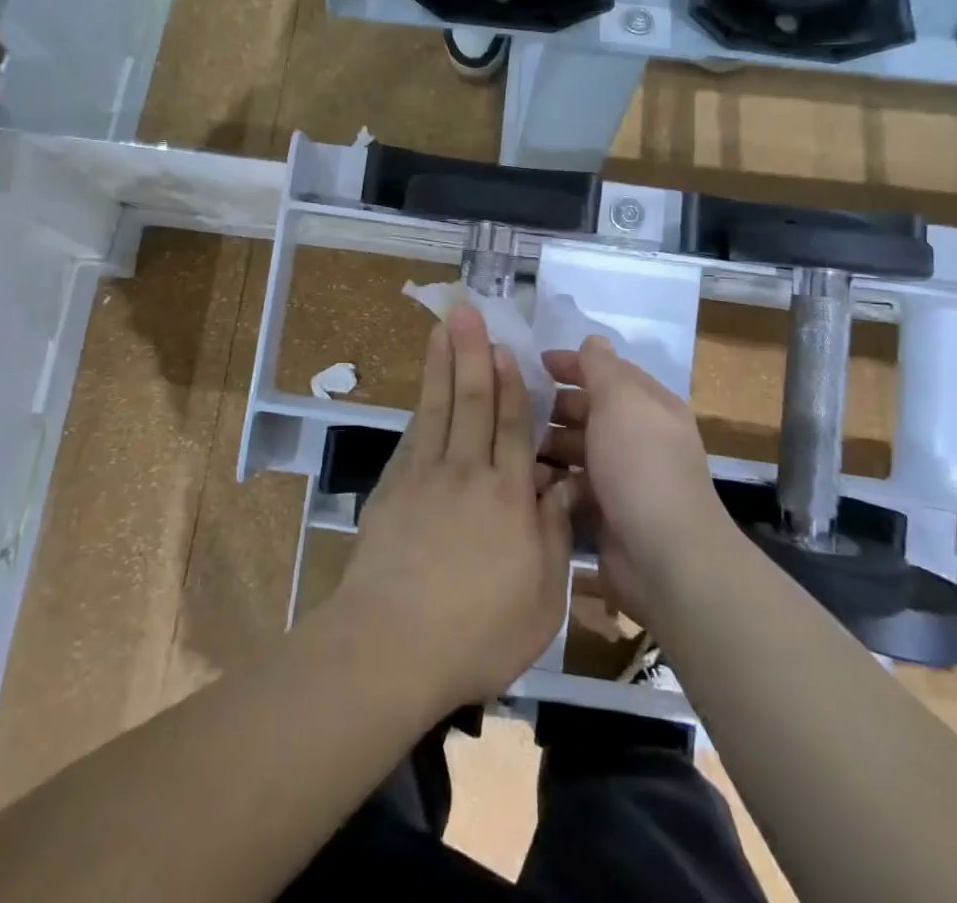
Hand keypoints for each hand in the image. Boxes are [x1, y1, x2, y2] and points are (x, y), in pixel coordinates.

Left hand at [332, 307, 576, 711]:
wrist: (391, 645)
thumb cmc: (478, 631)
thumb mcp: (541, 597)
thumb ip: (553, 534)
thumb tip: (565, 486)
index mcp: (508, 496)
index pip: (513, 427)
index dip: (510, 384)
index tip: (504, 347)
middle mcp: (466, 473)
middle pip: (471, 402)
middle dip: (472, 353)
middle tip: (468, 311)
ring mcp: (423, 477)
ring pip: (437, 408)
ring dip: (441, 364)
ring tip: (442, 329)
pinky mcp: (391, 490)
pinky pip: (412, 437)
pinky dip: (419, 408)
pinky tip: (422, 393)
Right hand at [541, 338, 723, 619]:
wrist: (666, 556)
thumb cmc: (641, 464)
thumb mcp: (620, 400)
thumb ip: (601, 367)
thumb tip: (592, 340)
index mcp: (648, 405)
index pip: (606, 373)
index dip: (571, 364)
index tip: (532, 364)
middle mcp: (638, 437)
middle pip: (587, 411)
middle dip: (552, 408)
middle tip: (513, 410)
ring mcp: (622, 477)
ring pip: (575, 450)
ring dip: (547, 446)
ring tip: (515, 449)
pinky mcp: (607, 513)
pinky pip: (572, 487)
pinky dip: (553, 483)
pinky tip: (529, 484)